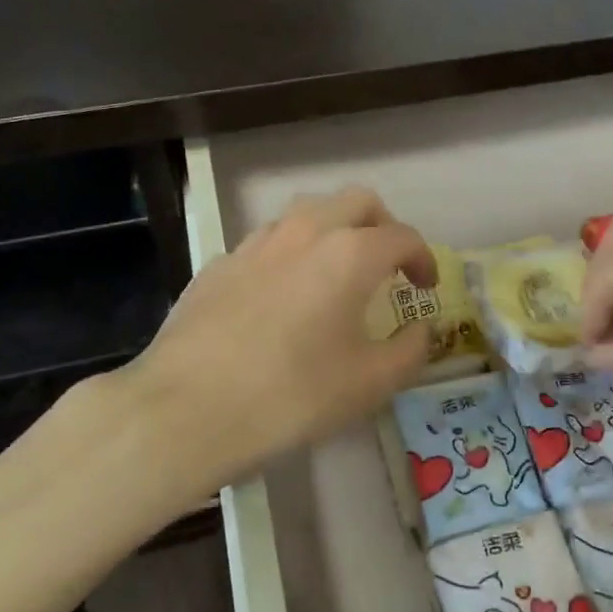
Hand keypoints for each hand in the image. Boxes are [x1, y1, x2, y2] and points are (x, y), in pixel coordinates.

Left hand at [121, 186, 435, 494]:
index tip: (426, 287)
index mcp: (350, 254)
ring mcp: (256, 244)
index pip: (402, 236)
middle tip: (389, 264)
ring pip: (307, 214)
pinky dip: (291, 255)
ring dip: (334, 231)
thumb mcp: (369, 384)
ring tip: (335, 274)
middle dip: (383, 225)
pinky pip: (268, 243)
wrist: (186, 409)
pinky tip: (282, 297)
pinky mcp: (219, 264)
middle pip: (356, 202)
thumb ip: (410, 351)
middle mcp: (305, 233)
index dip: (423, 258)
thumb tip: (421, 329)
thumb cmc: (292, 395)